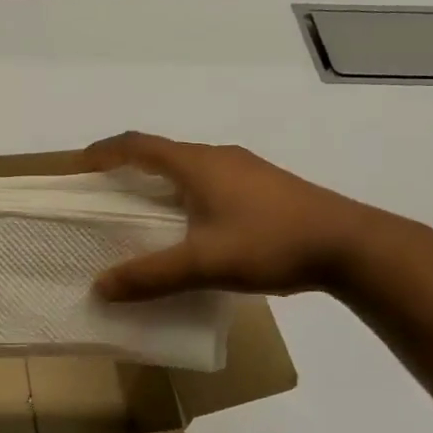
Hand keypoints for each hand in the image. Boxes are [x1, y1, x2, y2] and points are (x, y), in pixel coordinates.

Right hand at [87, 132, 384, 300]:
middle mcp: (218, 157)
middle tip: (106, 192)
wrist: (352, 245)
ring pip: (190, 168)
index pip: (137, 145)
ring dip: (161, 181)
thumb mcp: (203, 263)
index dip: (104, 151)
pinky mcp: (266, 187)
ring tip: (145, 211)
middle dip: (129, 168)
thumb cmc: (270, 243)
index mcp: (197, 164)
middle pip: (162, 152)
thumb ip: (150, 275)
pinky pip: (212, 181)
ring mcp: (246, 169)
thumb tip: (101, 287)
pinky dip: (187, 194)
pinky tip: (195, 226)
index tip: (80, 166)